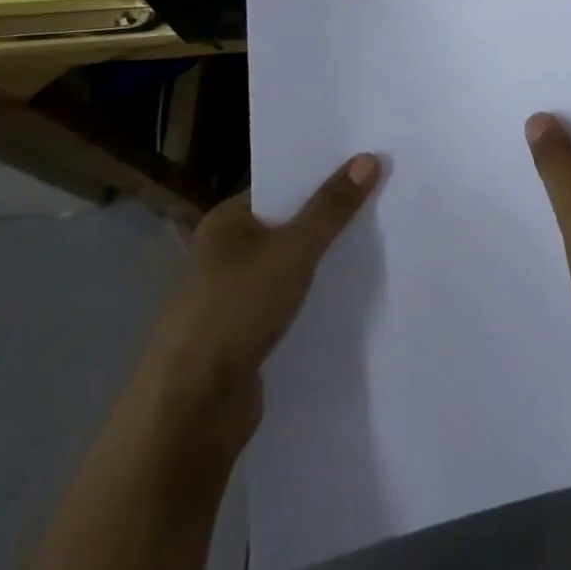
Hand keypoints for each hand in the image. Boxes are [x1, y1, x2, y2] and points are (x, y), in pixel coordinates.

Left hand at [148, 153, 381, 438]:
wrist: (190, 411)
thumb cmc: (235, 309)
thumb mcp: (293, 249)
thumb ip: (332, 207)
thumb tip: (369, 158)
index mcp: (225, 222)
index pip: (280, 185)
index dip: (321, 176)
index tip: (366, 166)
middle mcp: (224, 254)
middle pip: (287, 225)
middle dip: (328, 218)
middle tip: (381, 199)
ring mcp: (232, 298)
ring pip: (289, 267)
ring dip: (322, 262)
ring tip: (375, 243)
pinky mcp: (244, 338)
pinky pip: (288, 304)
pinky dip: (313, 299)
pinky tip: (349, 294)